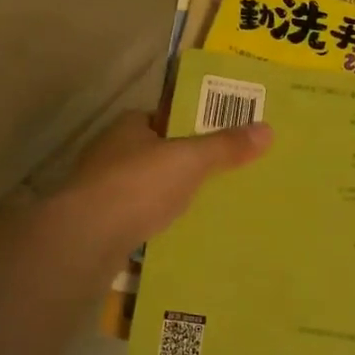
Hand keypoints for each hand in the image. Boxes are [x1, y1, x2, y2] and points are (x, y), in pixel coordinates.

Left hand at [56, 111, 271, 260]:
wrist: (87, 236)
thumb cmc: (139, 184)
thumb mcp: (190, 160)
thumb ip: (225, 146)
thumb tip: (268, 129)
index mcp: (128, 126)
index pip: (162, 118)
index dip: (188, 127)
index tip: (216, 141)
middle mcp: (109, 151)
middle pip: (154, 153)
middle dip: (180, 165)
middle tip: (218, 178)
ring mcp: (99, 188)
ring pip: (143, 187)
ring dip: (166, 196)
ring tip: (203, 209)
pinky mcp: (97, 222)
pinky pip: (134, 216)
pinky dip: (153, 222)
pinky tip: (175, 234)